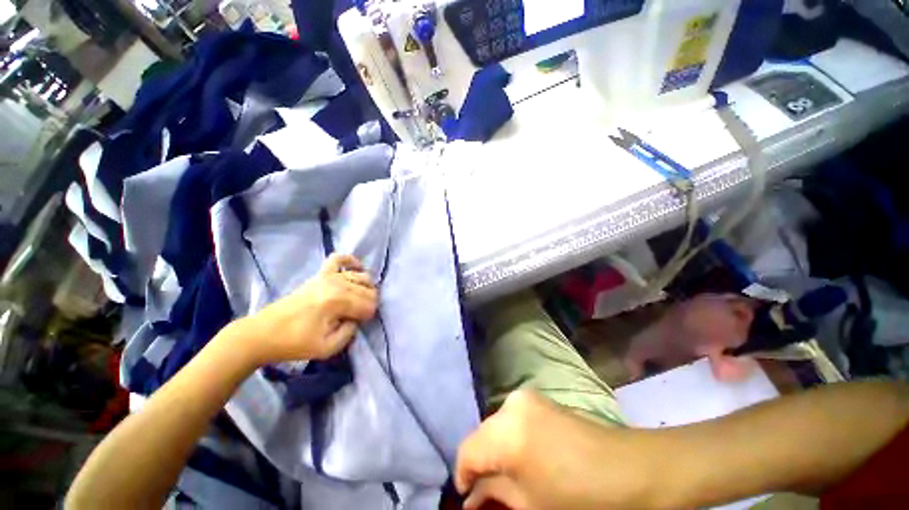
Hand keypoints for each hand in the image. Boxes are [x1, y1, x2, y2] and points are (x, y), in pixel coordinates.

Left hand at [240, 254, 377, 363]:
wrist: (263, 334)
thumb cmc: (295, 343)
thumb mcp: (328, 348)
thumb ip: (350, 332)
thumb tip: (357, 319)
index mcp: (339, 301)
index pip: (369, 304)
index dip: (368, 316)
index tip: (358, 325)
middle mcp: (337, 283)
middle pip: (368, 290)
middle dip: (369, 303)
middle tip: (357, 316)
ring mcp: (328, 276)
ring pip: (362, 276)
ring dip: (365, 288)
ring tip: (358, 301)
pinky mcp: (319, 274)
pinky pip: (338, 258)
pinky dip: (350, 261)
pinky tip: (357, 268)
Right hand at [456, 391, 648, 509]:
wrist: (630, 470)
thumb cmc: (580, 498)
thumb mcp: (531, 505)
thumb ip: (495, 494)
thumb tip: (473, 496)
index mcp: (506, 430)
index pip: (468, 450)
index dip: (463, 477)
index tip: (468, 500)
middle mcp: (511, 404)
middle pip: (482, 436)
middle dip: (482, 466)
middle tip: (488, 494)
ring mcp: (527, 397)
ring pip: (497, 427)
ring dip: (497, 453)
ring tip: (507, 478)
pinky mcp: (540, 399)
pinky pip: (514, 419)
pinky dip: (512, 440)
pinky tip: (524, 459)